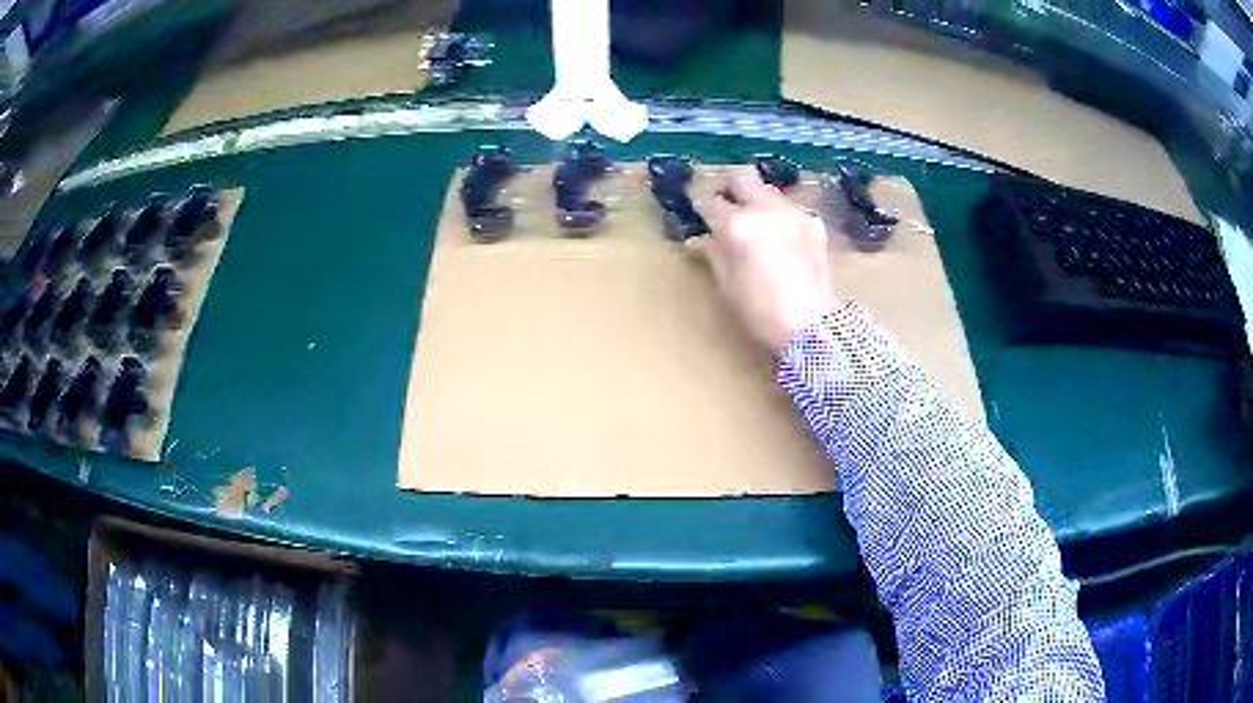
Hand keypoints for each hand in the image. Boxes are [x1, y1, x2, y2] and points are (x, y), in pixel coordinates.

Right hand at [703, 167, 834, 354]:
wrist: (813, 325)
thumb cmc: (761, 312)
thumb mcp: (727, 285)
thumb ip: (715, 253)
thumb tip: (709, 237)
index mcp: (736, 226)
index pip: (711, 203)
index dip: (705, 211)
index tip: (705, 220)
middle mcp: (764, 209)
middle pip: (741, 176)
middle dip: (729, 187)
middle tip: (727, 204)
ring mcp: (792, 213)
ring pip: (768, 189)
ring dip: (757, 200)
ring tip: (757, 224)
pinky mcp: (814, 223)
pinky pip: (791, 209)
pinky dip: (781, 217)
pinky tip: (784, 240)